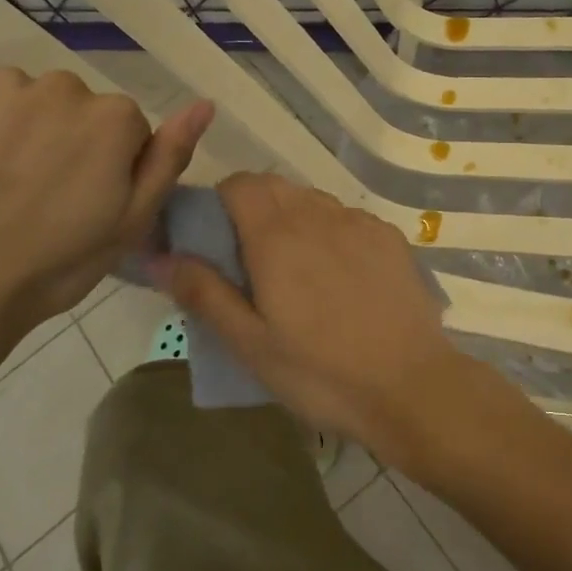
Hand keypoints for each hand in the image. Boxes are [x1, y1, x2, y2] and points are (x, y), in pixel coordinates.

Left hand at [0, 67, 211, 350]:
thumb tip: (205, 104)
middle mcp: (57, 86)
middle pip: (70, 104)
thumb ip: (169, 157)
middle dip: (59, 138)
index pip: (123, 127)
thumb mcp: (131, 221)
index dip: (107, 164)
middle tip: (35, 194)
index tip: (82, 200)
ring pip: (18, 97)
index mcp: (111, 118)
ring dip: (12, 127)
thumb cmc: (53, 264)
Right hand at [162, 173, 481, 456]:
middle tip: (251, 265)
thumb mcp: (250, 344)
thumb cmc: (321, 372)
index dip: (219, 203)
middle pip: (276, 188)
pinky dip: (332, 234)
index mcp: (278, 235)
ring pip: (313, 202)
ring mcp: (361, 223)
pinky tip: (341, 280)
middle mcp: (320, 215)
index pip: (239, 184)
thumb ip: (203, 293)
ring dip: (294, 222)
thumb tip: (160, 255)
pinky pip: (349, 220)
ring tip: (297, 275)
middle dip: (253, 212)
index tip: (215, 242)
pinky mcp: (391, 239)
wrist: (412, 386)